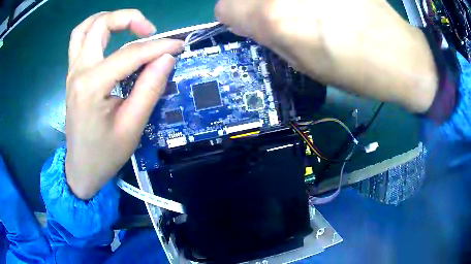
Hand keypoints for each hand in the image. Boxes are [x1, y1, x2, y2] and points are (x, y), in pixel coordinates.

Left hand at [65, 10, 182, 199]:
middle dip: (130, 19)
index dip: (159, 46)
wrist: (82, 168)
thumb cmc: (106, 154)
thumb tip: (167, 57)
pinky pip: (79, 40)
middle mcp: (78, 72)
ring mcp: (72, 71)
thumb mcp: (132, 127)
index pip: (130, 53)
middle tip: (150, 31)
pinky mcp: (72, 75)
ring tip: (128, 26)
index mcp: (92, 86)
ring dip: (109, 19)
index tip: (180, 45)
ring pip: (85, 28)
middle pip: (100, 25)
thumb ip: (149, 88)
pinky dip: (95, 30)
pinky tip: (109, 37)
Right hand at [215, 0, 437, 112]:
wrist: (399, 54)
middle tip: (278, 15)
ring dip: (278, 0)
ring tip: (308, 10)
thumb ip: (268, 38)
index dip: (234, 17)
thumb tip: (249, 23)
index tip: (248, 24)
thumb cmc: (354, 70)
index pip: (224, 8)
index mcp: (274, 18)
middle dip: (253, 4)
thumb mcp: (303, 65)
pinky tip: (323, 4)